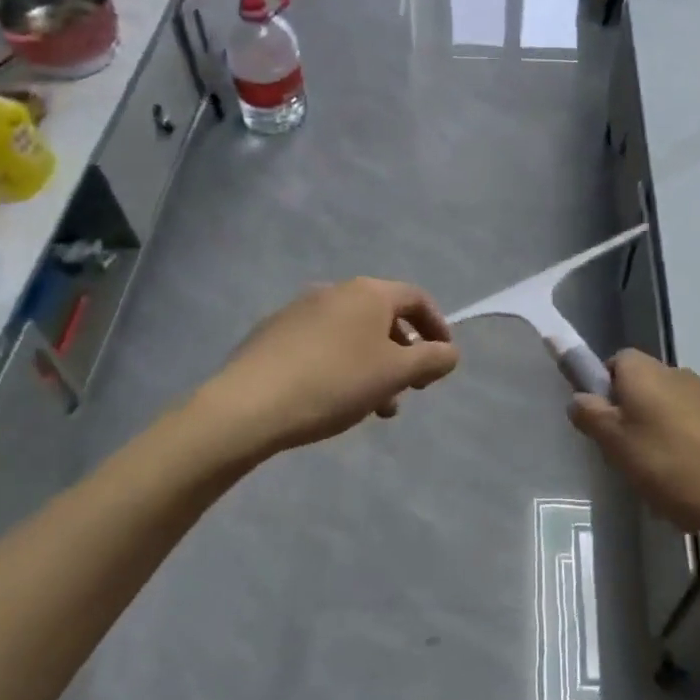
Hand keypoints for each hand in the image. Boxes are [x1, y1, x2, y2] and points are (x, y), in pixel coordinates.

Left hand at [202, 279, 459, 459]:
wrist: (249, 405)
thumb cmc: (335, 384)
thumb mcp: (396, 374)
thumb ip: (432, 360)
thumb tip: (450, 352)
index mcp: (367, 293)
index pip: (416, 298)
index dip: (437, 326)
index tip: (442, 360)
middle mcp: (334, 291)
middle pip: (382, 317)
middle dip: (403, 353)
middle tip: (408, 389)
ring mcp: (299, 310)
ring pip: (351, 335)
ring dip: (373, 365)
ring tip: (374, 408)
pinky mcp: (273, 333)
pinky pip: (322, 344)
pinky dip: (340, 365)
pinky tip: (333, 399)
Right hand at [569, 350, 699, 554]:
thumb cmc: (668, 463)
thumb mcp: (615, 443)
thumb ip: (591, 415)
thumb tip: (579, 398)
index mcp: (644, 371)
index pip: (612, 362)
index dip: (601, 388)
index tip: (600, 422)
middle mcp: (673, 373)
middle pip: (637, 387)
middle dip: (625, 418)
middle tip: (621, 454)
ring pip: (660, 411)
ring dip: (650, 437)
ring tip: (651, 476)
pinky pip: (684, 428)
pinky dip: (675, 449)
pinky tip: (678, 482)